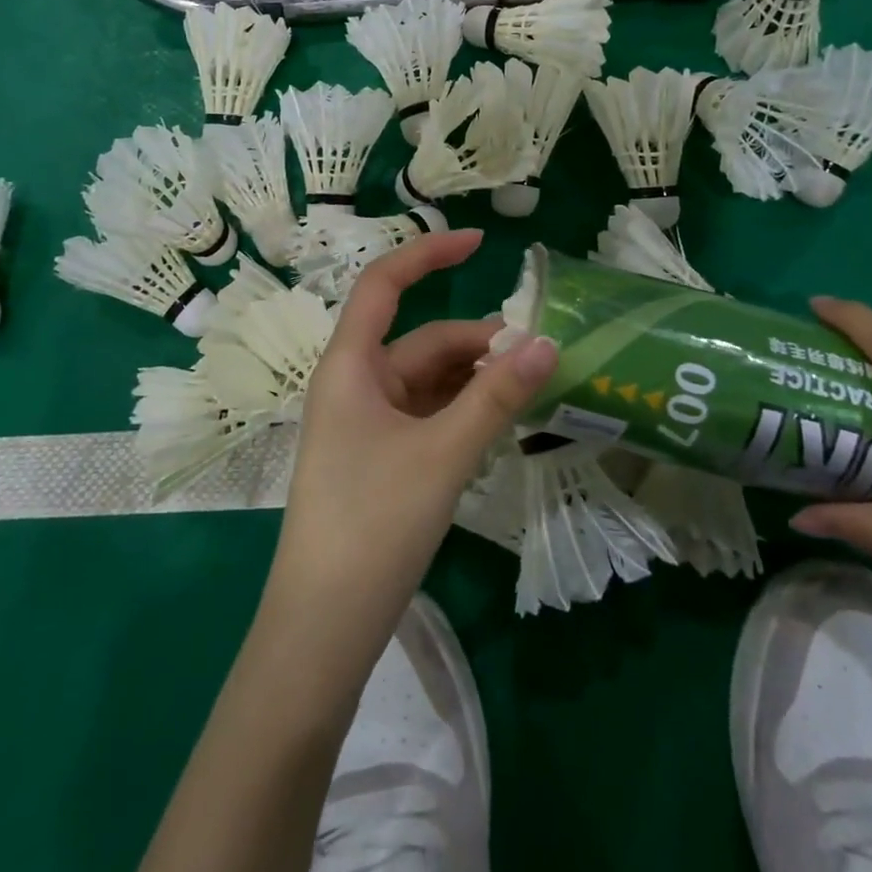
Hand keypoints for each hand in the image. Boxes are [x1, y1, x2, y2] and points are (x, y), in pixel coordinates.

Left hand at [266, 230, 558, 647]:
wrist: (323, 628)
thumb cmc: (373, 524)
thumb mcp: (442, 454)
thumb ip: (496, 397)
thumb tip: (548, 342)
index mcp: (351, 365)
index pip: (384, 283)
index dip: (429, 254)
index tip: (481, 242)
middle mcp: (356, 384)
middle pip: (423, 341)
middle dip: (480, 344)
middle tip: (542, 356)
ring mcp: (367, 423)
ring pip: (430, 381)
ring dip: (477, 381)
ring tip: (532, 391)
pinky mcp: (380, 458)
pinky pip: (428, 415)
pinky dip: (464, 412)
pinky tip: (502, 425)